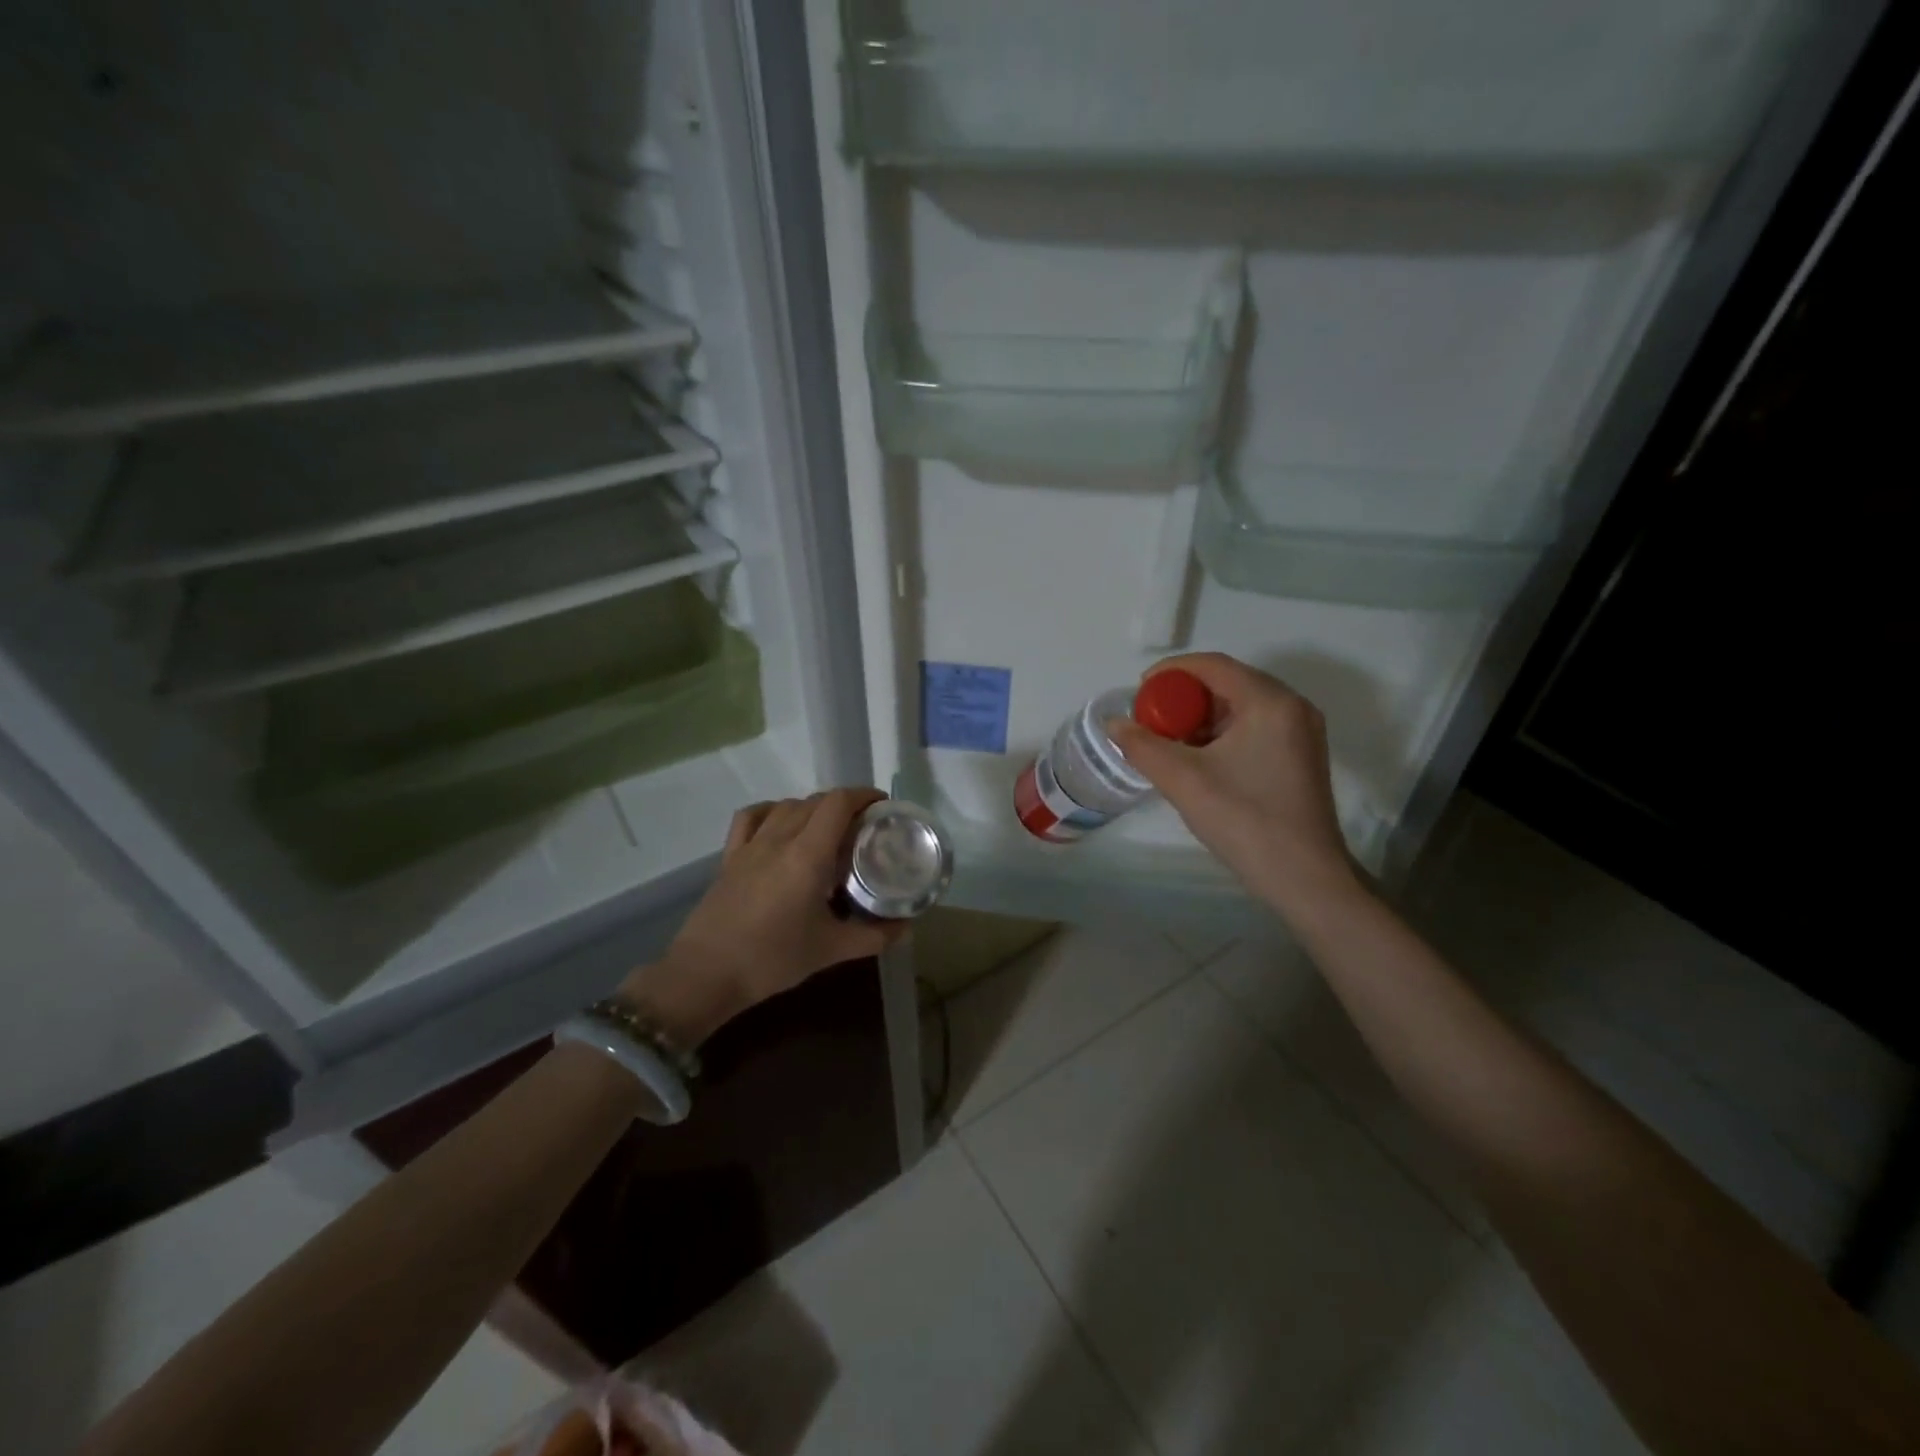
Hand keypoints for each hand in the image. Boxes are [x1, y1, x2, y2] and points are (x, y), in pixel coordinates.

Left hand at [616, 788, 905, 1044]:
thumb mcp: (832, 950)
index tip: (883, 806)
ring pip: (787, 806)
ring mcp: (750, 845)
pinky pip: (752, 817)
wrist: (706, 975)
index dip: (864, 795)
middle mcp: (779, 838)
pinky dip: (772, 811)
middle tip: (864, 826)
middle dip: (845, 804)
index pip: (839, 803)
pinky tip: (781, 824)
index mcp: (808, 854)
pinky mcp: (729, 857)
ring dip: (813, 808)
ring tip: (829, 829)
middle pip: (816, 801)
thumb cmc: (773, 959)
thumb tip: (907, 927)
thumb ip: (874, 936)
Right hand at [1108, 654, 1358, 915]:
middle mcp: (1292, 707)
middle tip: (1151, 720)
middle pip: (1228, 683)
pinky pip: (1254, 728)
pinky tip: (1199, 760)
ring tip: (1169, 742)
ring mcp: (1301, 732)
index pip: (1213, 665)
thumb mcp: (1183, 780)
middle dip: (1184, 697)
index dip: (1171, 672)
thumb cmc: (1244, 820)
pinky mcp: (1301, 756)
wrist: (1304, 878)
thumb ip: (1142, 746)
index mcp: (1269, 702)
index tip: (1139, 691)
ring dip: (1201, 718)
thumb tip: (1113, 724)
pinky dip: (1222, 734)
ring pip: (1240, 707)